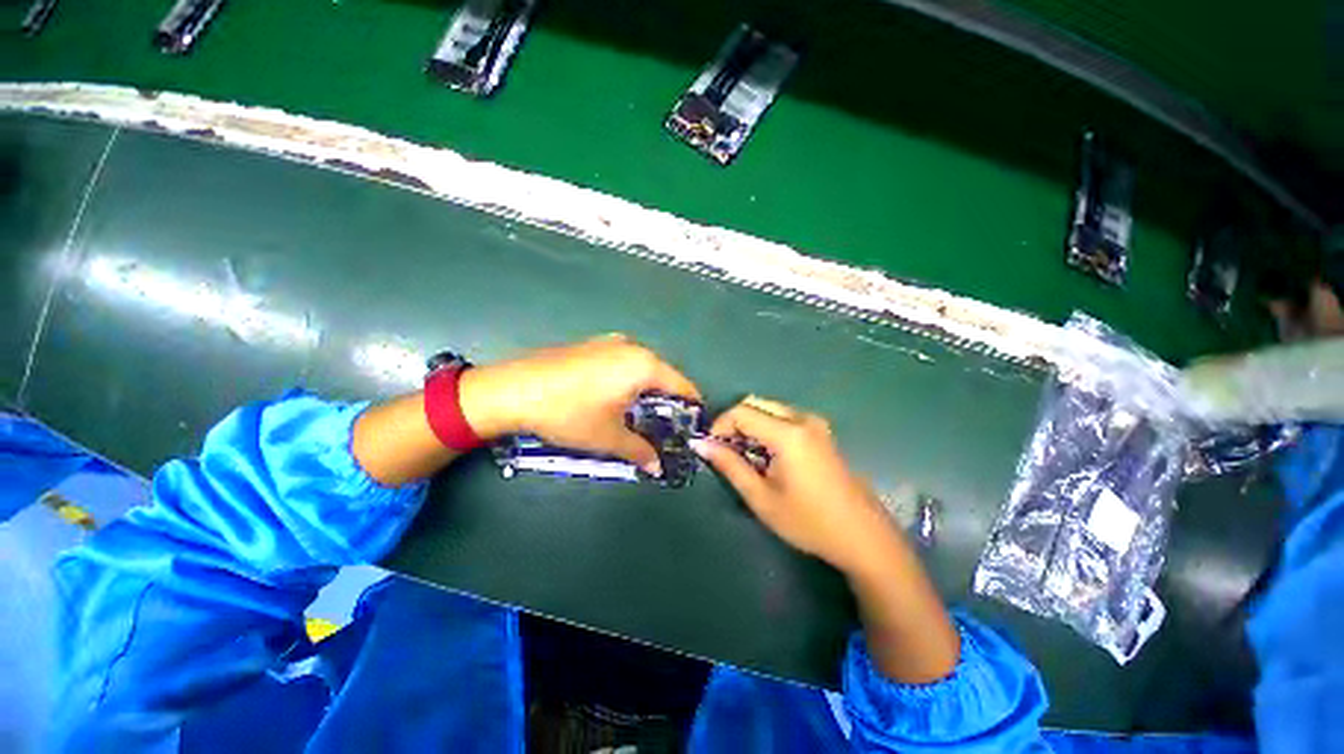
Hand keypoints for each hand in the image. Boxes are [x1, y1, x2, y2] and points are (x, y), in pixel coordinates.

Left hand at [460, 335, 699, 474]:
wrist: (512, 389)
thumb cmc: (569, 413)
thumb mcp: (608, 437)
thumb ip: (639, 451)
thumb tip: (657, 467)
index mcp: (644, 365)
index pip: (682, 385)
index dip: (690, 407)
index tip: (690, 426)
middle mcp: (632, 347)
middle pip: (663, 375)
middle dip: (666, 401)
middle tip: (663, 426)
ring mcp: (608, 342)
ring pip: (641, 368)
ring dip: (645, 390)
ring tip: (637, 415)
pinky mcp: (590, 345)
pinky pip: (621, 362)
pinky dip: (626, 380)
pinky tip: (611, 398)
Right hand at [694, 396, 959, 682]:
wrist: (863, 537)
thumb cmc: (809, 522)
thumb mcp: (761, 498)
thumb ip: (729, 465)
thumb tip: (699, 444)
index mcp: (788, 433)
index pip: (741, 411)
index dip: (720, 425)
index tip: (711, 448)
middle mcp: (802, 419)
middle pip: (755, 403)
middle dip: (734, 423)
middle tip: (726, 452)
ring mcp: (815, 424)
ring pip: (769, 409)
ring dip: (751, 425)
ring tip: (745, 457)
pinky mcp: (822, 432)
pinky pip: (784, 417)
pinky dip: (767, 428)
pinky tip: (768, 456)